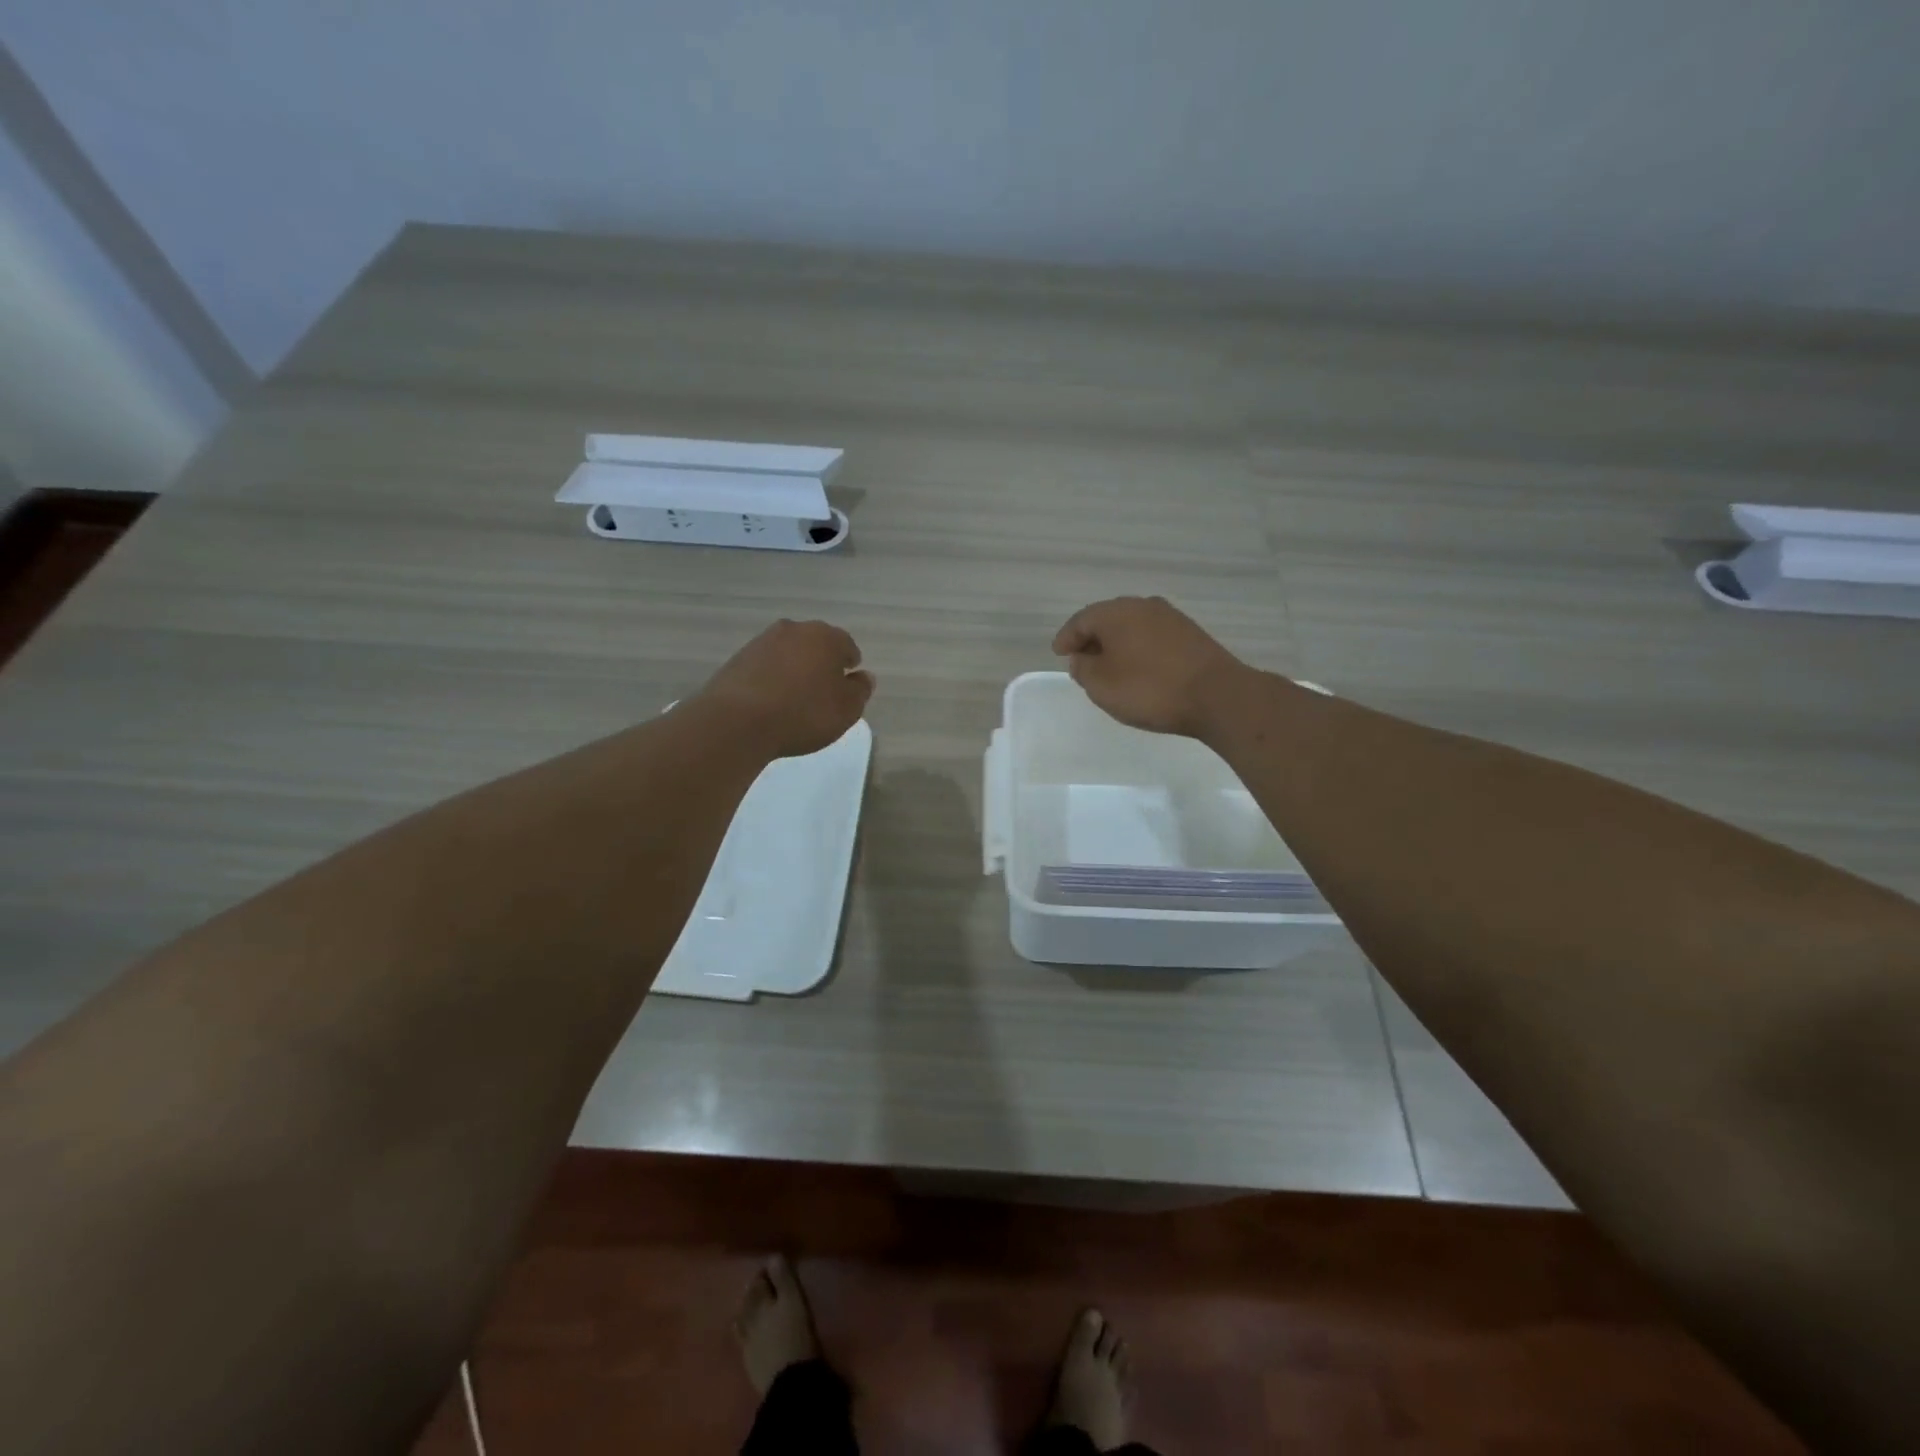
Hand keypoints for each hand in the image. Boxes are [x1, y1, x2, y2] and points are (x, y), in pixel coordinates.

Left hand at [695, 619, 872, 758]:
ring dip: (794, 669)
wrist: (739, 720)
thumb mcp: (847, 709)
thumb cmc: (804, 713)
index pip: (847, 646)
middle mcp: (795, 630)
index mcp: (826, 637)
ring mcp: (762, 641)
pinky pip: (764, 666)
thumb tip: (863, 676)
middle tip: (822, 691)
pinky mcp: (737, 659)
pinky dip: (771, 678)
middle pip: (815, 645)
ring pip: (788, 653)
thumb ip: (860, 690)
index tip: (847, 686)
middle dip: (821, 663)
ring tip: (794, 698)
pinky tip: (770, 701)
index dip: (849, 666)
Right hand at [1051, 596, 1250, 737]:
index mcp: (1115, 613)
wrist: (1216, 695)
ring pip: (1132, 627)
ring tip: (1109, 666)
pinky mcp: (1190, 634)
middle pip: (1107, 619)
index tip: (1059, 653)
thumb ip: (1083, 669)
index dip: (1066, 638)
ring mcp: (1170, 618)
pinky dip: (1138, 649)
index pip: (1080, 620)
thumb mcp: (1101, 685)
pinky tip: (1139, 668)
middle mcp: (1142, 606)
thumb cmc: (1149, 689)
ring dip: (1117, 644)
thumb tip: (1082, 658)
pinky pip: (1152, 637)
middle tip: (1081, 659)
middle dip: (1092, 638)